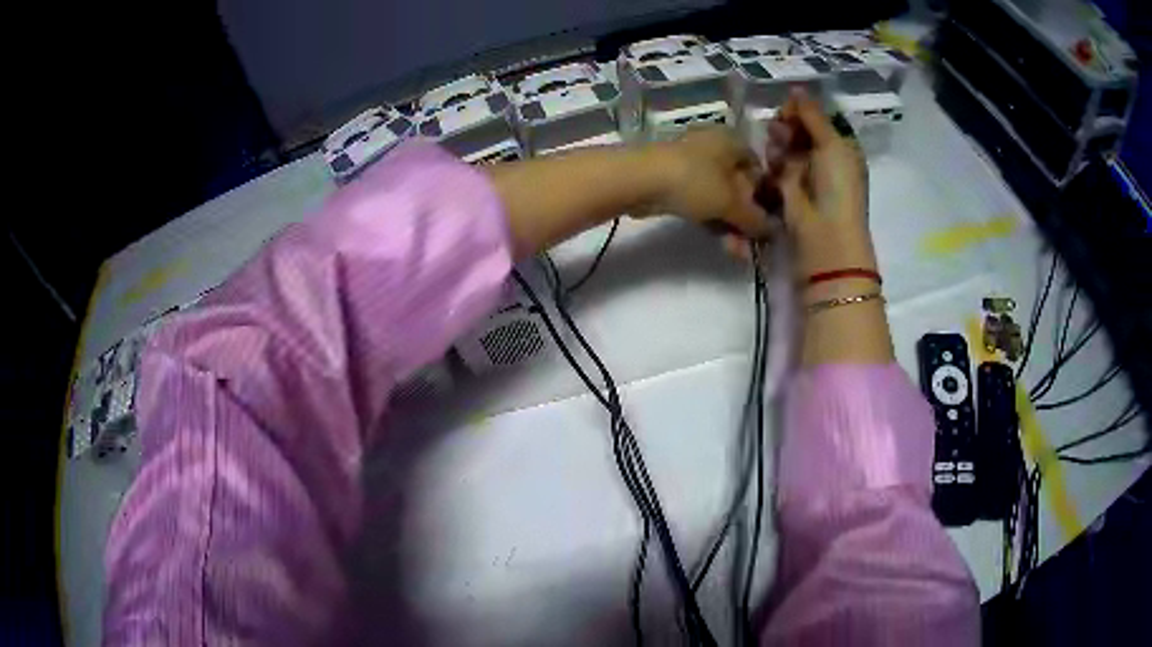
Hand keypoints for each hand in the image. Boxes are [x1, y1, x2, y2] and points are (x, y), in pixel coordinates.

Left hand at [641, 128, 771, 239]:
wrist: (640, 181)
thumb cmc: (694, 180)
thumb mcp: (731, 202)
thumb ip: (755, 219)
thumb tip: (772, 231)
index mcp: (732, 141)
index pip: (760, 168)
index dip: (768, 196)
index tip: (770, 222)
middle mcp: (715, 148)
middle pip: (740, 186)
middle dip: (747, 219)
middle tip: (753, 245)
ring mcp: (693, 164)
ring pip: (720, 197)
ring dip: (732, 225)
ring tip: (738, 253)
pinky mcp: (676, 182)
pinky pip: (702, 202)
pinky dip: (713, 221)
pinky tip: (723, 244)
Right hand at [765, 89, 875, 278]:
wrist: (824, 234)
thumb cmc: (837, 186)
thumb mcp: (832, 144)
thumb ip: (813, 115)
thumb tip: (797, 89)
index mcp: (841, 148)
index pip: (818, 119)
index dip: (804, 110)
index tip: (791, 107)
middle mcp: (824, 159)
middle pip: (800, 129)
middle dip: (789, 123)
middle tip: (781, 124)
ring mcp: (805, 174)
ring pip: (785, 144)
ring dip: (779, 140)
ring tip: (777, 145)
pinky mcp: (786, 187)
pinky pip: (776, 163)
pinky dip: (773, 159)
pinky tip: (773, 161)